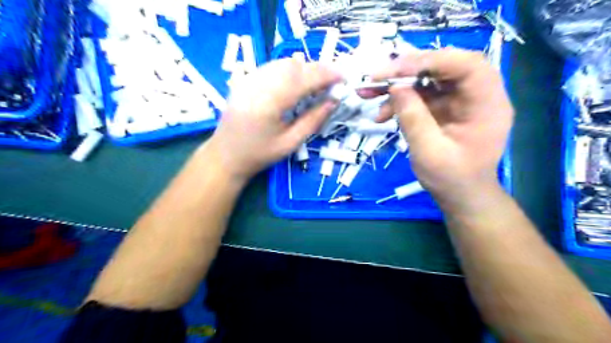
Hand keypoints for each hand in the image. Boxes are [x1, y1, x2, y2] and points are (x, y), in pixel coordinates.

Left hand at [207, 59, 340, 181]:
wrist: (225, 155)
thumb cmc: (259, 155)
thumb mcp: (290, 143)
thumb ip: (313, 120)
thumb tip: (333, 101)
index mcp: (269, 103)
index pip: (303, 79)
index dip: (325, 75)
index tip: (343, 77)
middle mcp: (257, 85)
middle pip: (293, 66)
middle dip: (317, 69)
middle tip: (333, 80)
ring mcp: (248, 80)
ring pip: (282, 63)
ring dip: (304, 68)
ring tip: (318, 81)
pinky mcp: (245, 80)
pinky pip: (272, 67)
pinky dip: (290, 70)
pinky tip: (297, 81)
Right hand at [372, 48, 514, 206]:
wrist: (460, 196)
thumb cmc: (451, 179)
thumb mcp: (429, 152)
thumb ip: (413, 117)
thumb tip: (395, 87)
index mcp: (487, 104)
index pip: (466, 65)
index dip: (430, 61)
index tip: (394, 70)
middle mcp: (477, 95)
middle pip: (445, 66)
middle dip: (407, 70)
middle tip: (376, 78)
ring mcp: (460, 100)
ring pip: (429, 79)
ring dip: (398, 85)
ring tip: (369, 95)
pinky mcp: (446, 107)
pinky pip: (422, 94)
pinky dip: (401, 101)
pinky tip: (382, 114)